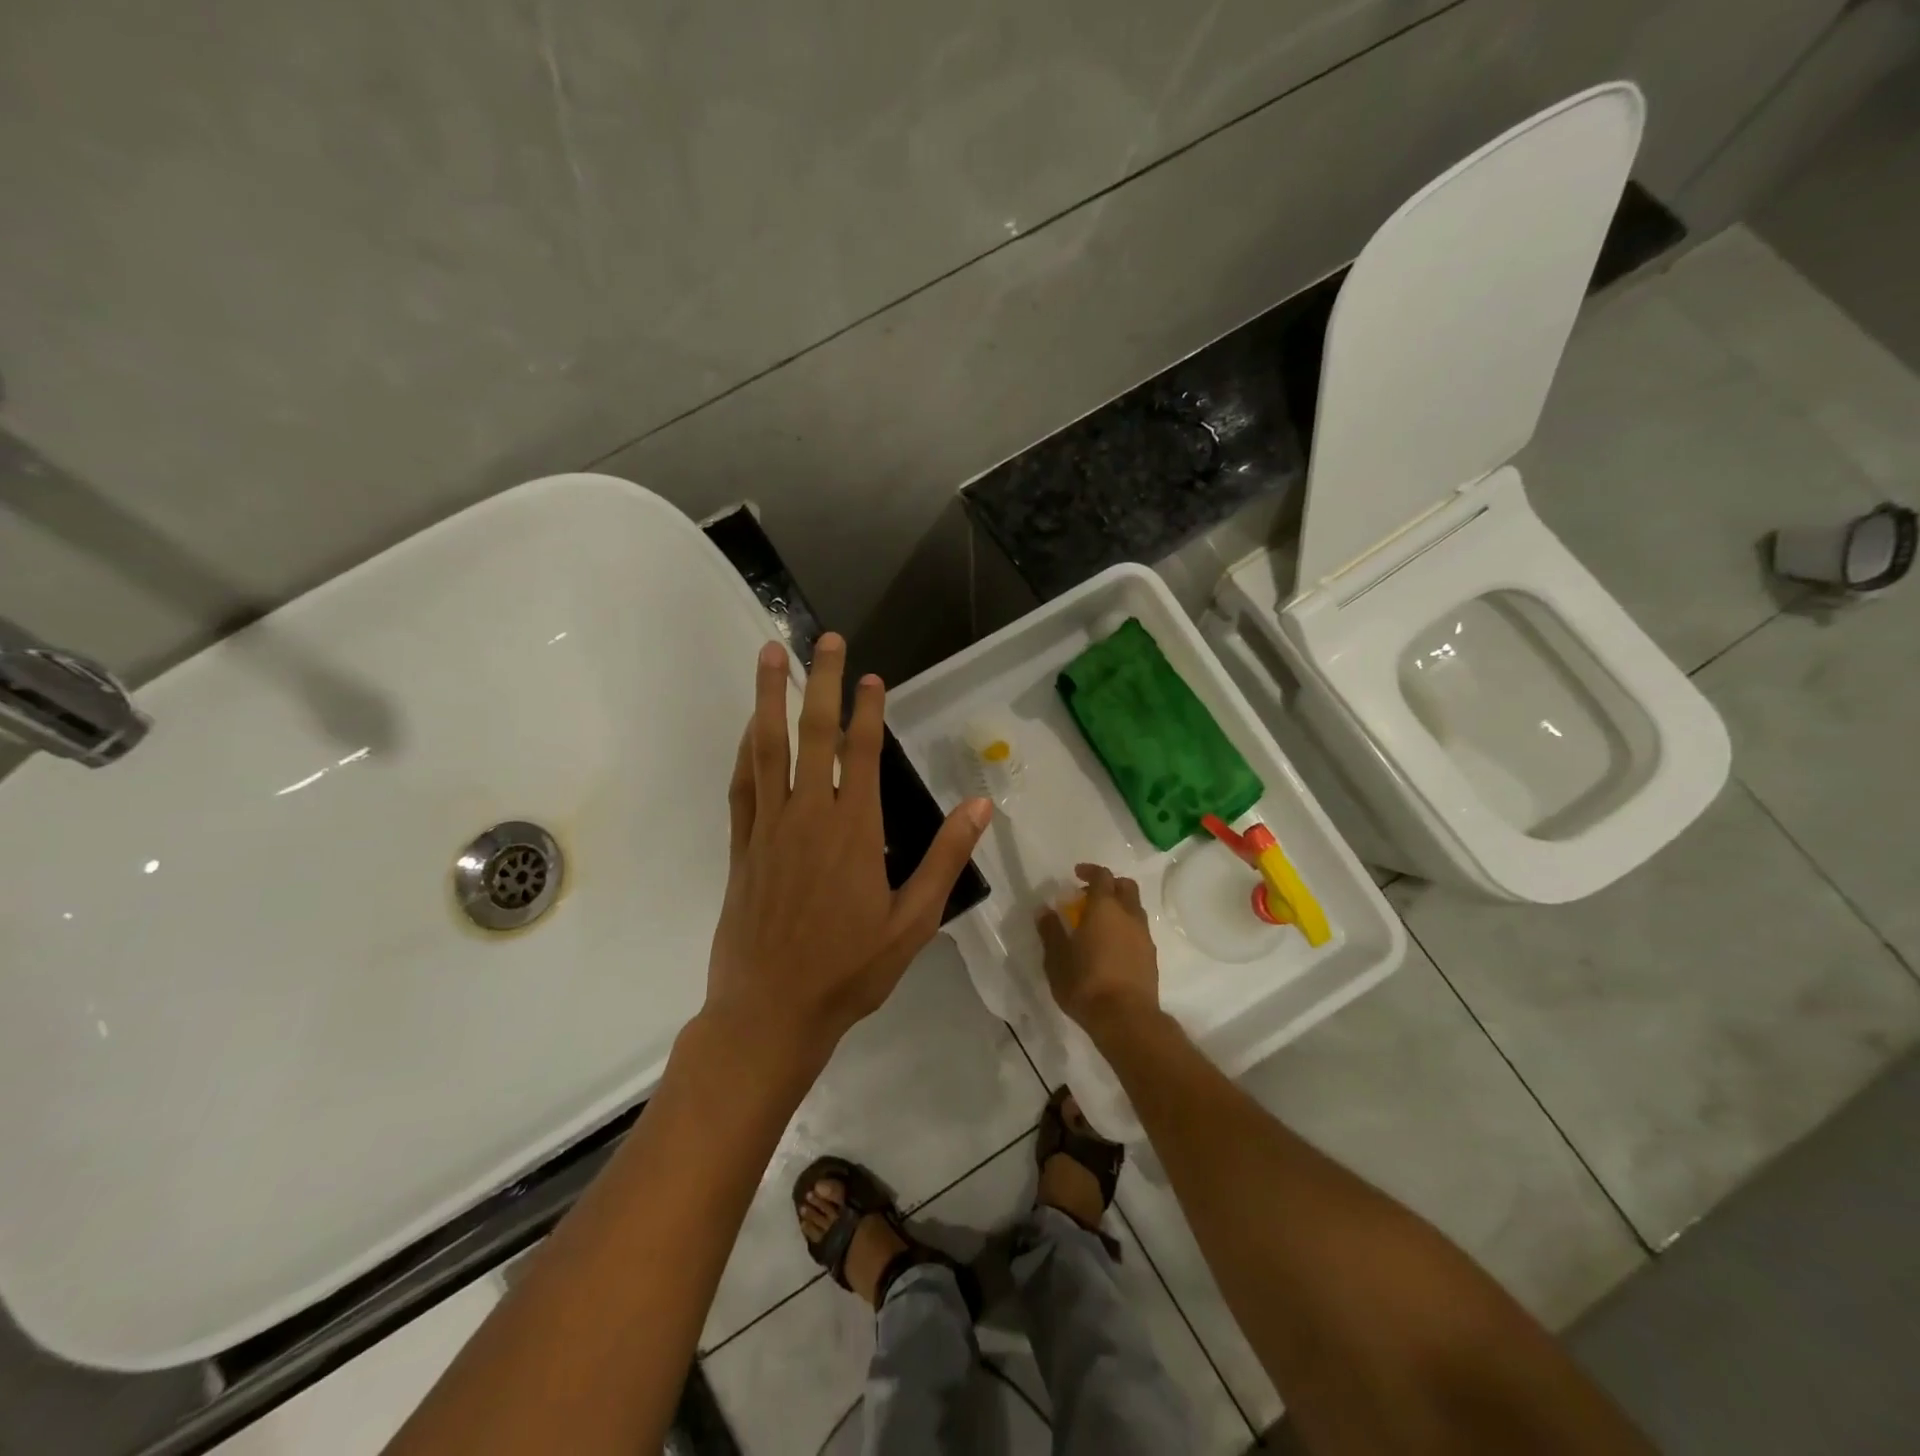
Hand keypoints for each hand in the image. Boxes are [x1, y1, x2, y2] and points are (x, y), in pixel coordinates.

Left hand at [704, 633, 991, 1067]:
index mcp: (854, 831)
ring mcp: (769, 829)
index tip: (870, 676)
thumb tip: (981, 805)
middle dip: (818, 682)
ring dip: (769, 698)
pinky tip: (749, 728)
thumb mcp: (913, 922)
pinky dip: (745, 750)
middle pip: (813, 735)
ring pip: (768, 749)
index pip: (863, 753)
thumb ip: (945, 858)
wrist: (770, 1012)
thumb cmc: (849, 970)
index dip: (868, 709)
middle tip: (822, 640)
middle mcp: (809, 817)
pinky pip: (742, 786)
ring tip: (770, 655)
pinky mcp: (742, 847)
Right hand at [1036, 863, 1161, 1038]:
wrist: (1126, 1019)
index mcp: (1104, 908)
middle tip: (1089, 896)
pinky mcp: (1151, 957)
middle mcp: (1129, 915)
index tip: (1076, 874)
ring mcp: (1144, 936)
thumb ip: (1051, 931)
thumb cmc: (1086, 983)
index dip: (1090, 871)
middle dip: (1109, 885)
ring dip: (1119, 907)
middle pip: (1126, 886)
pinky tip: (1111, 946)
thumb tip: (1045, 910)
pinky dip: (1126, 928)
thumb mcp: (1057, 958)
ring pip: (1135, 909)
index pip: (1102, 876)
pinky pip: (1139, 930)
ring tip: (1099, 923)